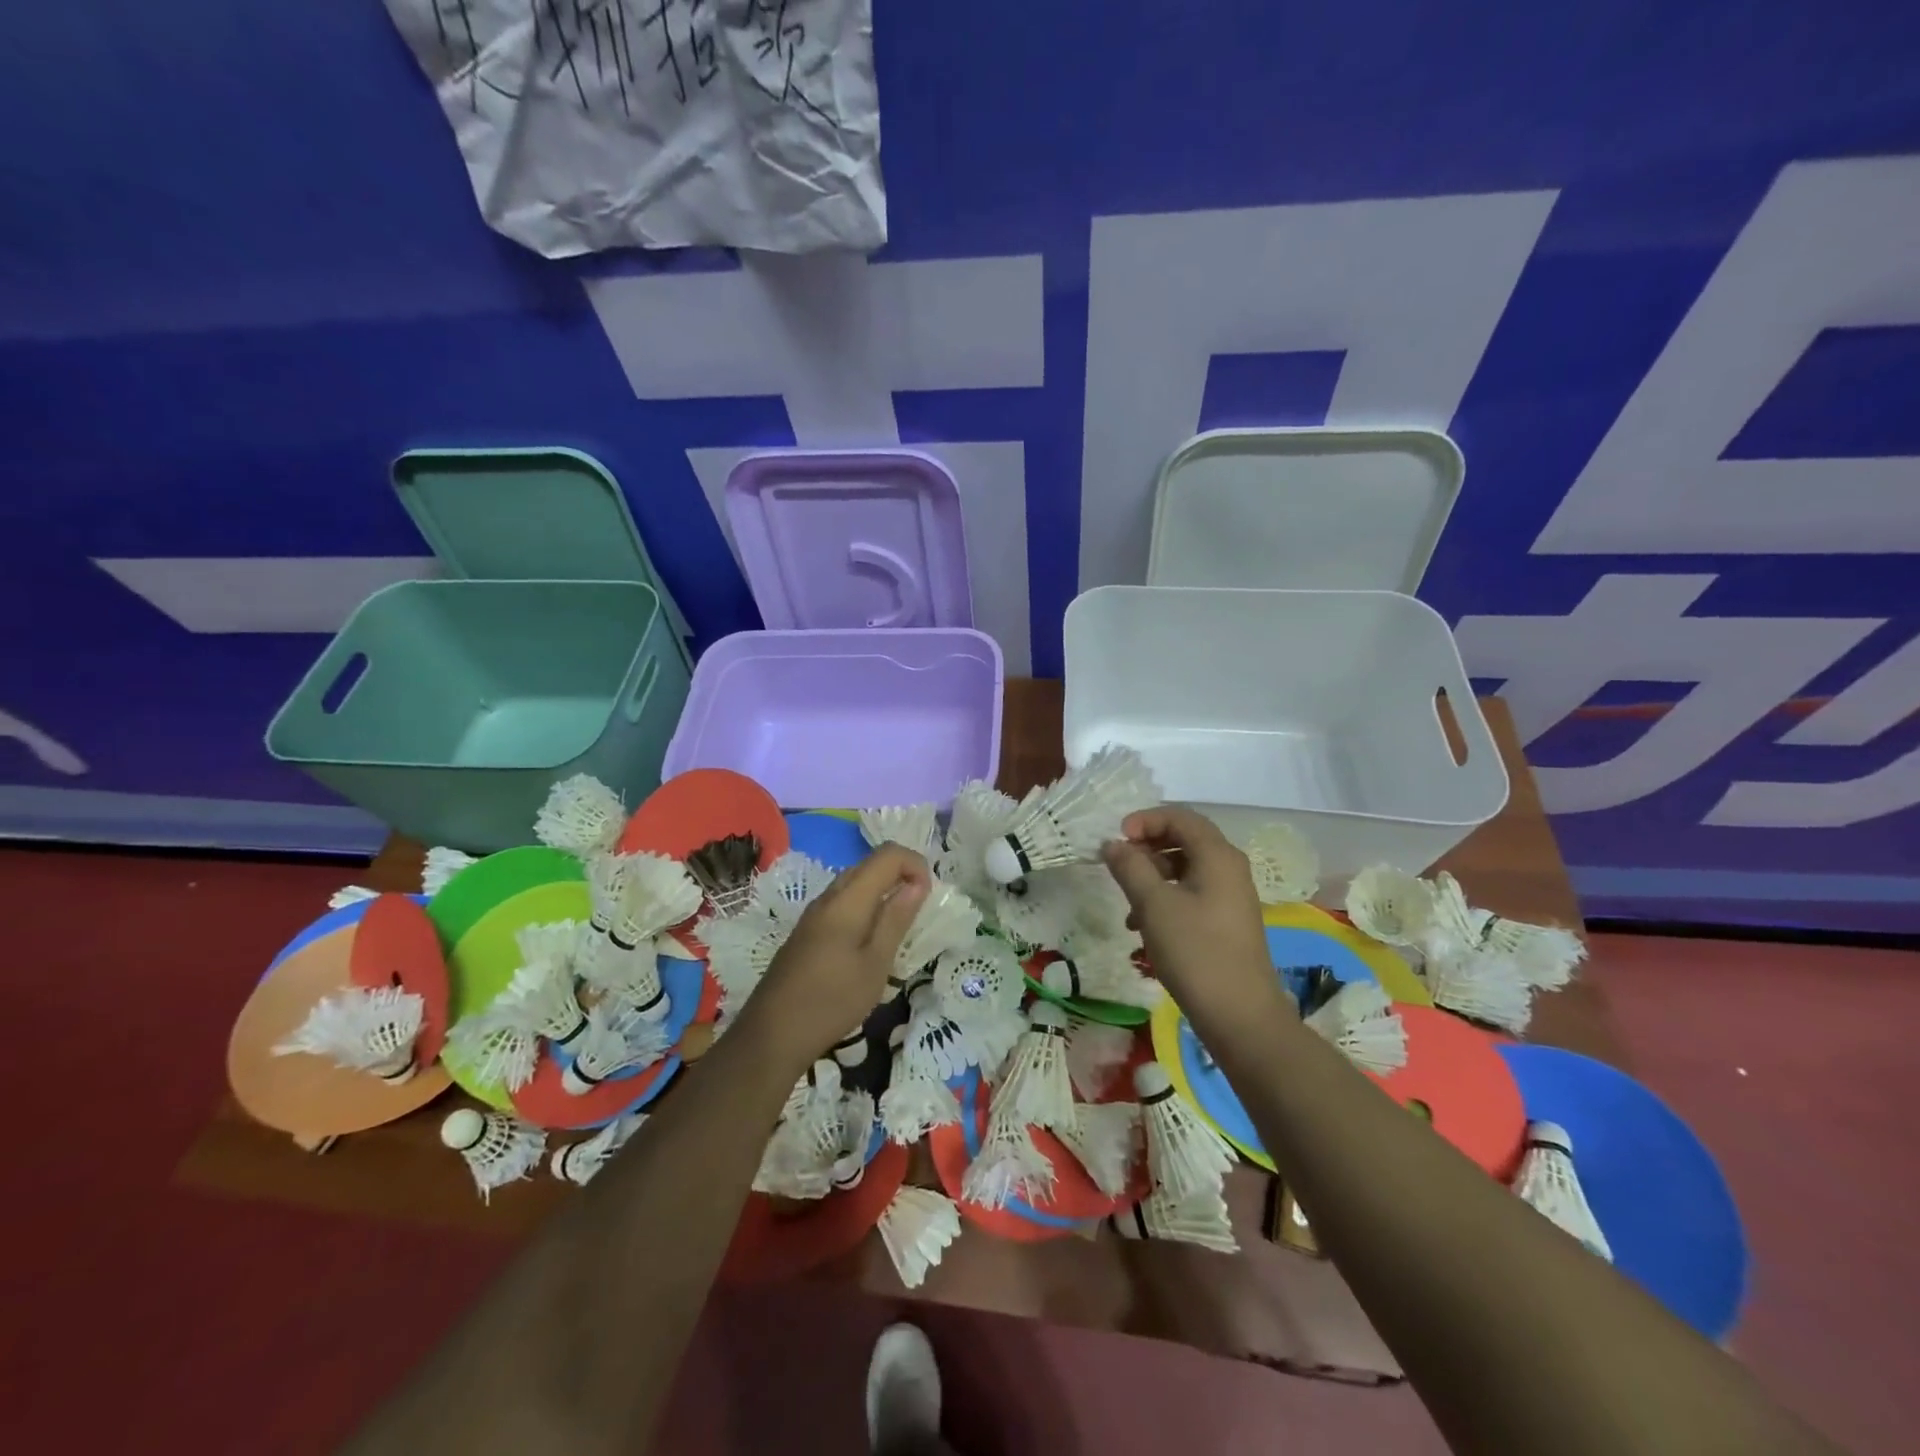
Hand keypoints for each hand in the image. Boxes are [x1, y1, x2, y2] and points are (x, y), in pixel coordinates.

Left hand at [736, 844, 930, 1073]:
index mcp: (848, 899)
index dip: (915, 864)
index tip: (928, 896)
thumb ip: (896, 919)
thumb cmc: (832, 1000)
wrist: (772, 1034)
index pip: (888, 854)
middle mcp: (829, 896)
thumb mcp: (875, 964)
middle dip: (901, 875)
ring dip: (883, 891)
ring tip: (899, 926)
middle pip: (870, 864)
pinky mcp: (808, 931)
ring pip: (855, 882)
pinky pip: (843, 902)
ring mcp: (814, 913)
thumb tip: (918, 883)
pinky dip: (865, 906)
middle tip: (919, 910)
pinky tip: (870, 941)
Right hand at [1102, 807, 1289, 1032]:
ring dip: (1152, 876)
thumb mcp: (1153, 905)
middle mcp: (1229, 868)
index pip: (1180, 816)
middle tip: (1118, 864)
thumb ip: (1130, 867)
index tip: (1116, 839)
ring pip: (1185, 868)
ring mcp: (1230, 896)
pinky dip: (1165, 899)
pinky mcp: (1226, 921)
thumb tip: (1112, 844)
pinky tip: (1143, 927)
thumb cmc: (1196, 952)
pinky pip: (1191, 893)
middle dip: (1146, 847)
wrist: (1240, 1016)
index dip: (1145, 820)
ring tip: (1126, 902)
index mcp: (1217, 856)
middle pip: (1184, 839)